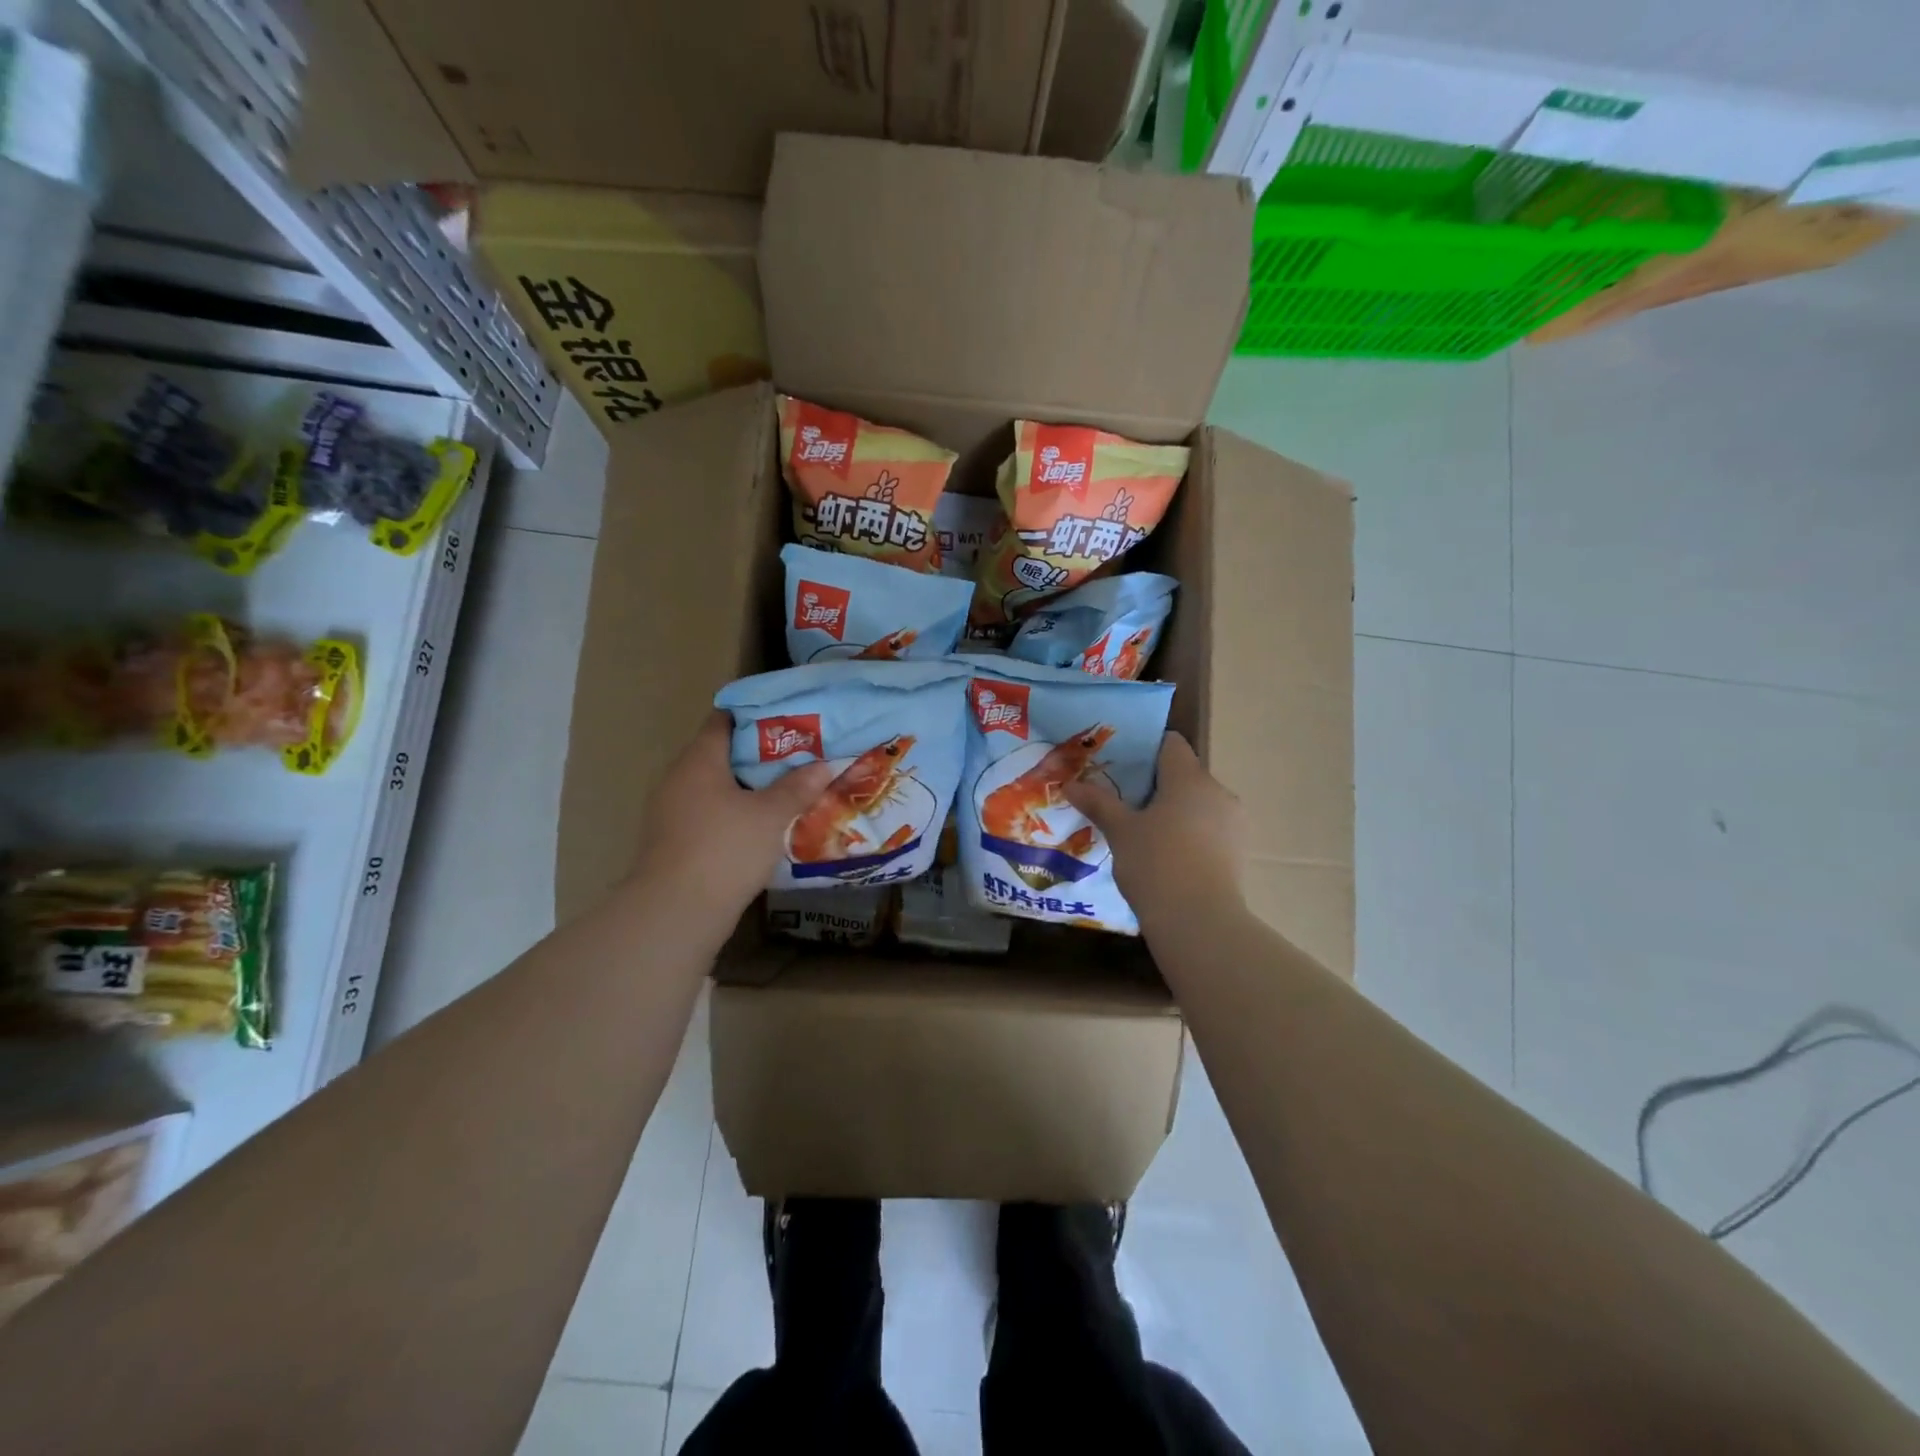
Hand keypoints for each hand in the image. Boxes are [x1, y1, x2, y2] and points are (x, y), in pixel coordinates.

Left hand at [628, 713, 832, 926]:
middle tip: (798, 756)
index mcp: (699, 760)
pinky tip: (761, 826)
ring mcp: (672, 811)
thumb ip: (797, 788)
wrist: (676, 911)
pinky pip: (709, 814)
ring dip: (747, 788)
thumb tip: (823, 765)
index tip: (788, 720)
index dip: (755, 716)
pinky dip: (734, 813)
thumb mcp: (771, 816)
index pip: (723, 721)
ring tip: (786, 790)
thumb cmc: (725, 849)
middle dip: (758, 755)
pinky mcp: (674, 841)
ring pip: (716, 787)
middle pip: (721, 754)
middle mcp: (679, 778)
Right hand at [1065, 732, 1245, 931]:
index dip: (1147, 749)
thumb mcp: (1120, 832)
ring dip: (1176, 812)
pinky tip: (1169, 858)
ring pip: (1199, 805)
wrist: (1199, 922)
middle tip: (1126, 803)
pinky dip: (1190, 835)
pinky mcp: (1239, 852)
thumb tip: (1070, 784)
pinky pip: (1210, 831)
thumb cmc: (1156, 864)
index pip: (1171, 744)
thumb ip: (1098, 803)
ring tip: (1146, 834)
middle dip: (1158, 786)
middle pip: (1185, 775)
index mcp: (1189, 778)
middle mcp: (1218, 792)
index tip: (1122, 765)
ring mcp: (1234, 823)